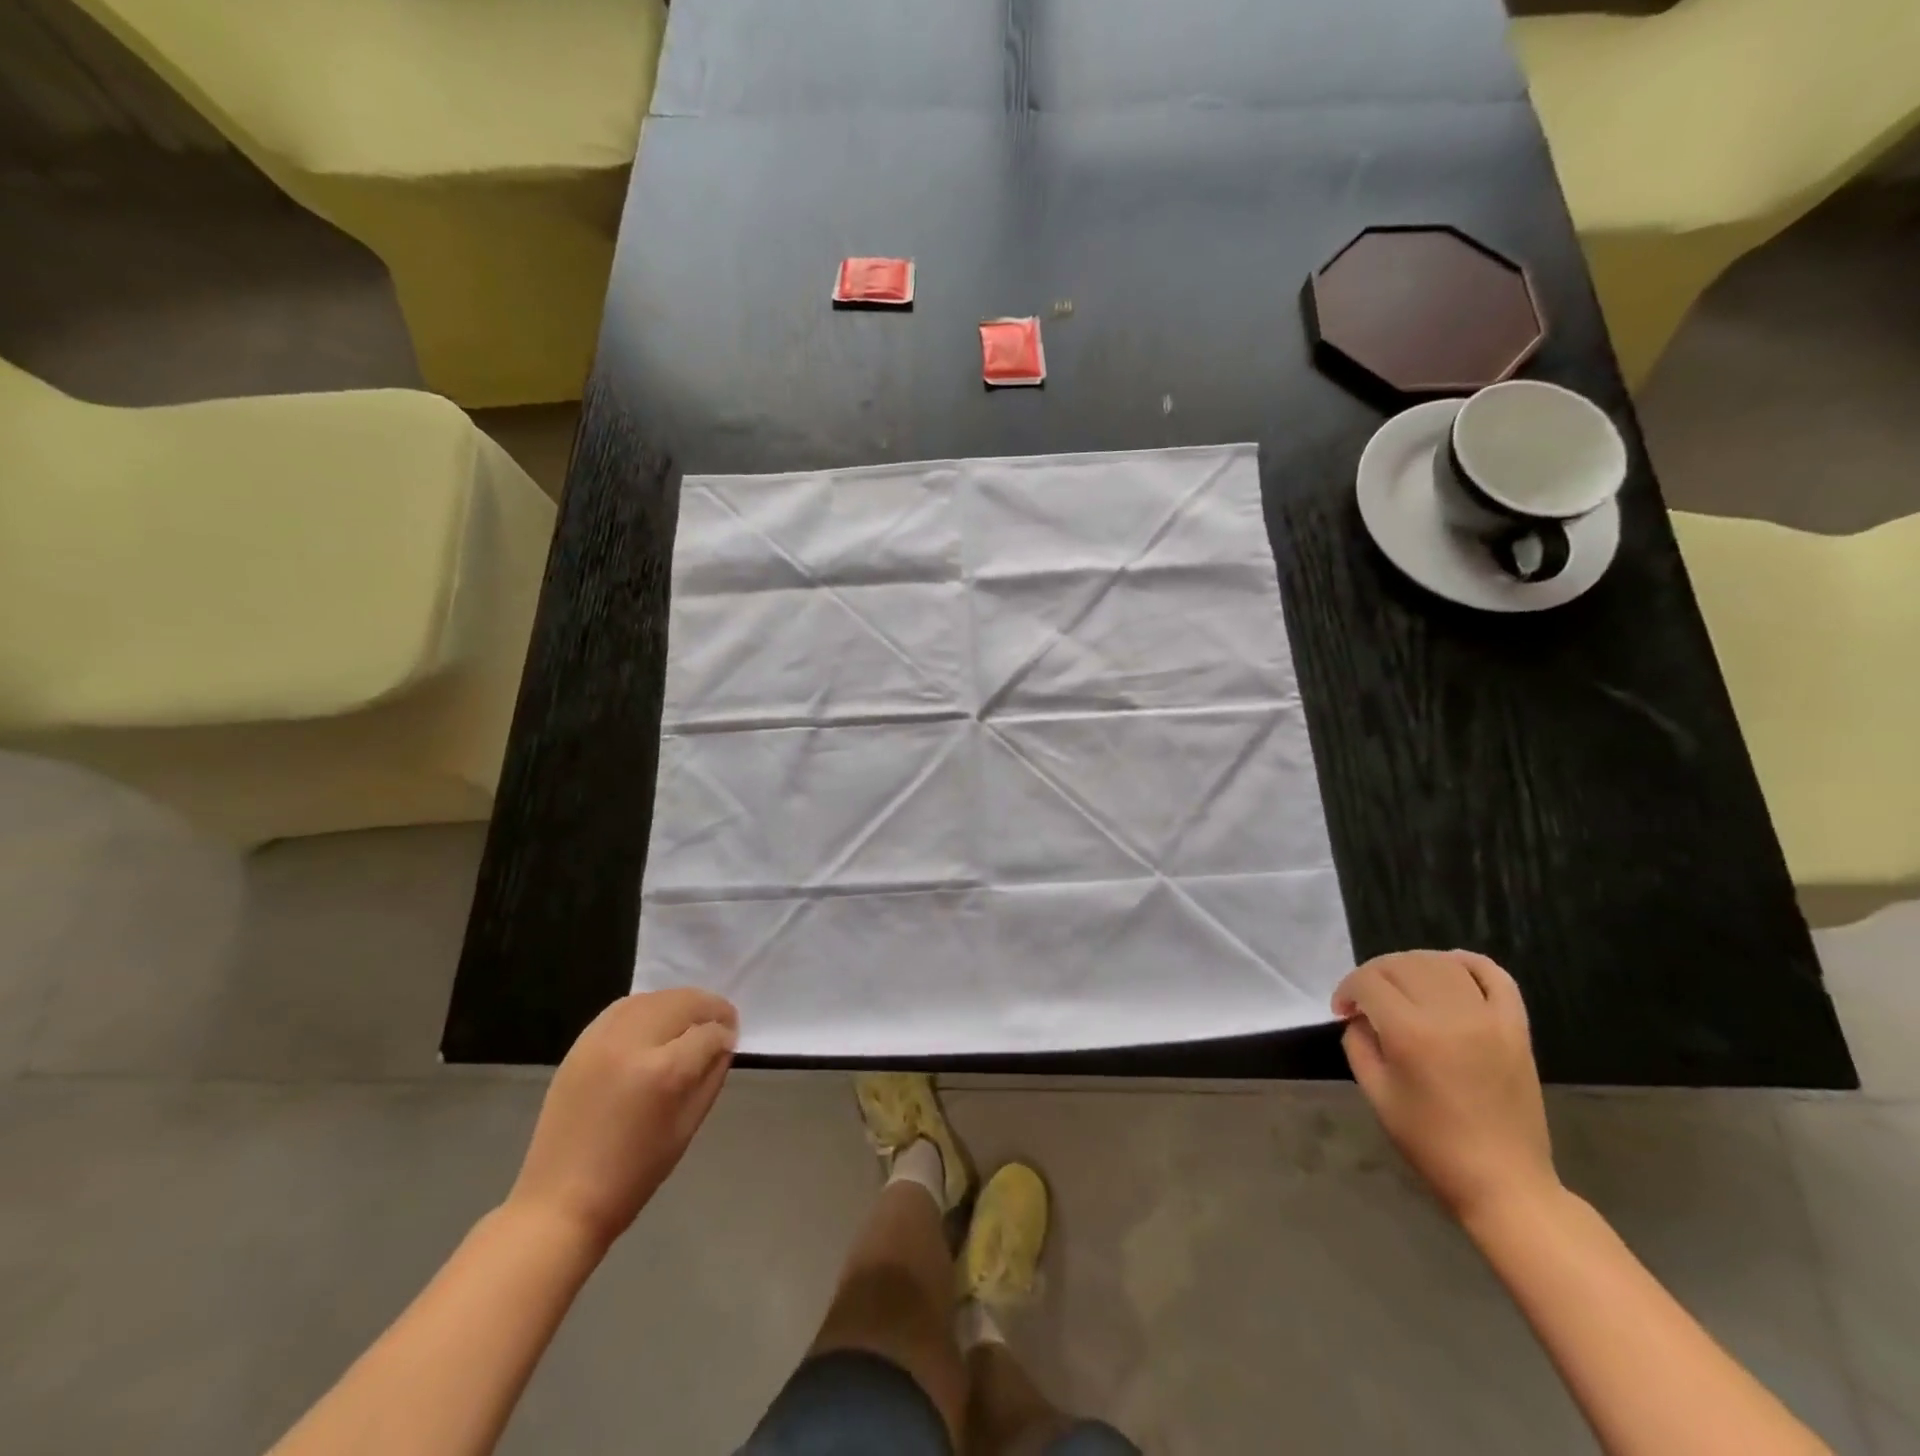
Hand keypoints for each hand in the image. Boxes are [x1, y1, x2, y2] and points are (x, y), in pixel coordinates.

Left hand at [506, 988, 737, 1252]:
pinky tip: (656, 1021)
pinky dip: (647, 1007)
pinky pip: (623, 1007)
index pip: (709, 1033)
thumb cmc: (634, 1174)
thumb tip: (723, 1044)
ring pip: (653, 998)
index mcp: (665, 1073)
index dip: (726, 1035)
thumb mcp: (688, 1127)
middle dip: (709, 1008)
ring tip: (690, 1019)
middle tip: (720, 1022)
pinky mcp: (581, 1044)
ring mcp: (602, 1040)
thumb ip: (711, 1076)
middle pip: (683, 1002)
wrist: (561, 1201)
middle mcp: (634, 1044)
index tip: (730, 1042)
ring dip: (679, 1003)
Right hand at [1333, 950, 1557, 1225]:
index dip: (1347, 989)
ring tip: (1401, 988)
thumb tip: (1360, 1017)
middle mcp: (1451, 1015)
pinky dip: (1469, 963)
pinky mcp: (1516, 1029)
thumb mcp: (1376, 1093)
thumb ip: (1359, 1044)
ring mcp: (1490, 1019)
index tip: (1342, 1011)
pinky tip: (1449, 969)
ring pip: (1442, 964)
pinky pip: (1495, 977)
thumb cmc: (1430, 1143)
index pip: (1369, 982)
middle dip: (1375, 975)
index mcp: (1412, 1034)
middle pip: (1403, 965)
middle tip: (1365, 1001)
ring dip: (1412, 966)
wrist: (1503, 1182)